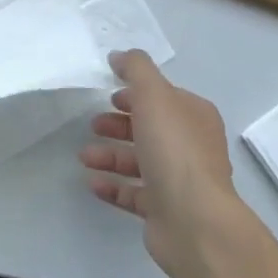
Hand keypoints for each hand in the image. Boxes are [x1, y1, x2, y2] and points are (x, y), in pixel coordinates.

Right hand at [80, 50, 250, 277]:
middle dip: (118, 124)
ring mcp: (179, 181)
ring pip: (139, 161)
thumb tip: (119, 56)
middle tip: (93, 125)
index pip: (163, 97)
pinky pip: (134, 193)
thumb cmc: (174, 150)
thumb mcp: (154, 94)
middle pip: (149, 128)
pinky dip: (112, 186)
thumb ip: (135, 69)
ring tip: (84, 156)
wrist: (194, 221)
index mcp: (194, 117)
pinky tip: (92, 182)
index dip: (136, 94)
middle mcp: (190, 146)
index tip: (109, 95)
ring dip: (109, 155)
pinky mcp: (165, 210)